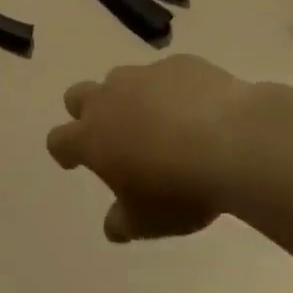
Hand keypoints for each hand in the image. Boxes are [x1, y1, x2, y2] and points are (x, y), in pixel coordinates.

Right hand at [46, 55, 255, 242]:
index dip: (64, 151)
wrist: (234, 142)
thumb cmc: (180, 189)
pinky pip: (167, 74)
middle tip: (111, 134)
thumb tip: (112, 227)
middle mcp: (108, 99)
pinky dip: (173, 90)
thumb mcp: (149, 221)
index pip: (59, 140)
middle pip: (77, 96)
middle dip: (86, 112)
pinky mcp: (179, 64)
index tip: (74, 162)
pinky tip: (198, 109)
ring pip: (121, 80)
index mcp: (91, 138)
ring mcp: (143, 76)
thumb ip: (124, 222)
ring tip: (159, 121)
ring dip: (130, 98)